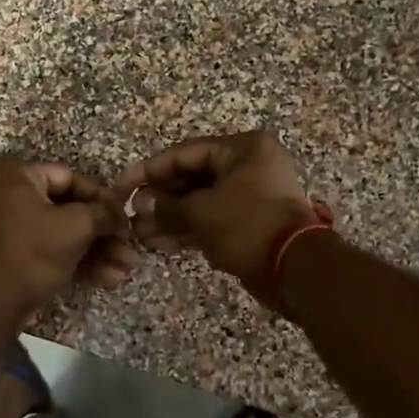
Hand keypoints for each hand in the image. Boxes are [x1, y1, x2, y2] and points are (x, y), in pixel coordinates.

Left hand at [0, 157, 135, 325]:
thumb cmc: (30, 253)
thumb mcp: (75, 226)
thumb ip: (103, 213)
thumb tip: (119, 213)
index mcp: (13, 173)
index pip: (69, 178)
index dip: (102, 200)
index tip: (125, 219)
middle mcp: (4, 193)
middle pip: (67, 209)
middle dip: (102, 234)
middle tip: (128, 250)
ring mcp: (5, 226)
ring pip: (60, 233)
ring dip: (95, 252)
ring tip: (124, 271)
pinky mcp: (9, 254)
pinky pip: (47, 248)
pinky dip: (75, 261)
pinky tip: (106, 279)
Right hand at [113, 130, 318, 304]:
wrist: (295, 269)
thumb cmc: (248, 226)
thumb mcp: (201, 212)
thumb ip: (166, 206)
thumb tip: (141, 203)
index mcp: (242, 149)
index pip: (185, 153)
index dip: (150, 170)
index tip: (123, 186)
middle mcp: (248, 166)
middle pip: (192, 177)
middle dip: (160, 199)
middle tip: (132, 217)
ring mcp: (251, 195)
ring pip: (201, 201)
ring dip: (170, 218)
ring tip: (142, 236)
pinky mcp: (250, 222)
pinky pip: (212, 219)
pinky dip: (188, 230)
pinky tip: (162, 244)